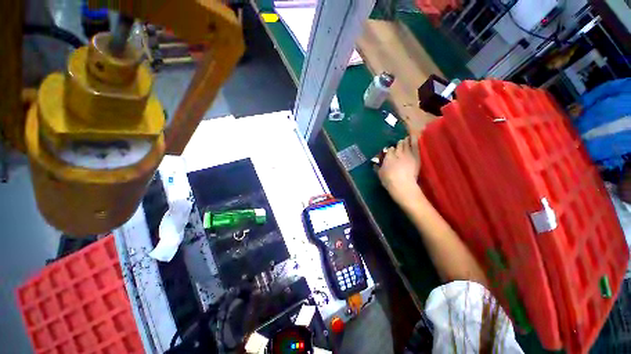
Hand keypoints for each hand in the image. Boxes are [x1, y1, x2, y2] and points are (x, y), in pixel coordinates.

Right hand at [377, 135, 424, 208]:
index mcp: (388, 156)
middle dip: (398, 144)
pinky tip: (413, 136)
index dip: (390, 150)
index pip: (389, 150)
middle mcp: (397, 153)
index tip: (390, 151)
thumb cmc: (389, 180)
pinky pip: (415, 146)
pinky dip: (414, 140)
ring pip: (406, 144)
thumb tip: (374, 164)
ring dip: (405, 141)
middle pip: (398, 145)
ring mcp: (407, 153)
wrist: (403, 185)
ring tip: (406, 138)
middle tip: (399, 143)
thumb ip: (377, 168)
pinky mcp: (415, 156)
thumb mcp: (380, 174)